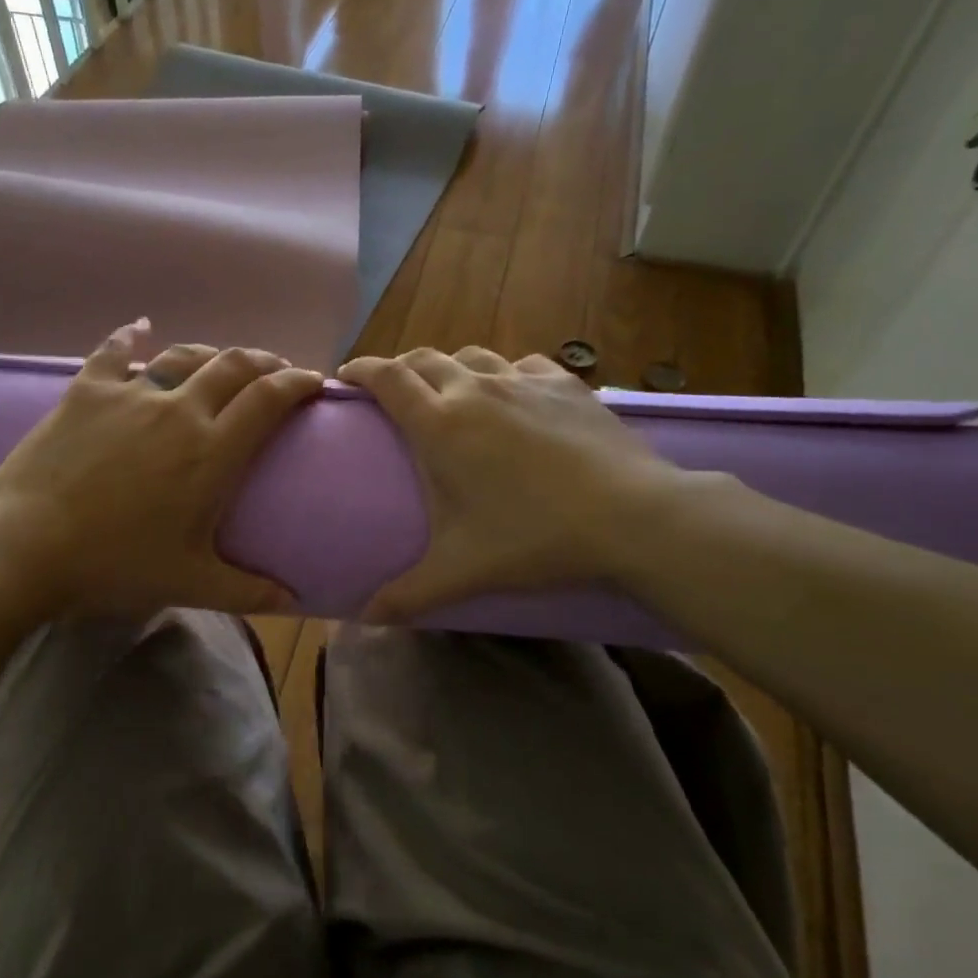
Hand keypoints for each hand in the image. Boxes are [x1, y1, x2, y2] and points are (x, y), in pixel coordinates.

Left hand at [0, 319, 323, 616]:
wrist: (26, 545)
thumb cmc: (115, 563)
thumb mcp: (190, 583)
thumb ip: (249, 590)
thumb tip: (294, 598)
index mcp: (212, 451)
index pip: (269, 400)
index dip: (298, 383)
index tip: (314, 381)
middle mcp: (179, 410)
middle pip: (233, 366)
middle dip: (264, 361)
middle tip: (276, 370)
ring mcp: (130, 394)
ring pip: (183, 354)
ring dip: (211, 353)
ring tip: (221, 361)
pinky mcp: (87, 391)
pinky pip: (113, 351)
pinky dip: (130, 336)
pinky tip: (139, 327)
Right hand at [337, 346, 695, 619]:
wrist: (633, 517)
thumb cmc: (534, 538)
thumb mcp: (461, 570)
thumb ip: (408, 594)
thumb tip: (364, 620)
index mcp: (440, 424)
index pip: (387, 378)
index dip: (360, 370)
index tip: (344, 377)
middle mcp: (476, 389)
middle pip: (424, 359)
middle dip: (399, 369)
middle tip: (392, 394)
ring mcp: (524, 381)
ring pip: (472, 356)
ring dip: (450, 368)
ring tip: (450, 393)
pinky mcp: (565, 385)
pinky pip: (521, 366)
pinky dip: (504, 375)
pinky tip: (514, 397)